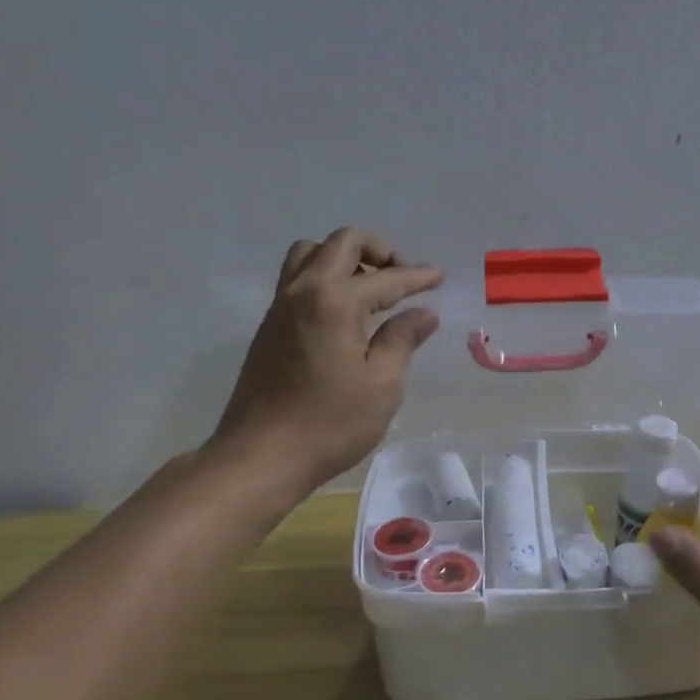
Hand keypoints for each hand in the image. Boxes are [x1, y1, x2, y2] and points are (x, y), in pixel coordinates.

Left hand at [206, 228, 442, 490]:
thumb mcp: (381, 386)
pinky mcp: (269, 326)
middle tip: (403, 277)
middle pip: (342, 243)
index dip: (417, 277)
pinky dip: (325, 277)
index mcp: (334, 301)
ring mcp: (280, 306)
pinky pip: (297, 278)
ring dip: (344, 258)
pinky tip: (344, 311)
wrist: (260, 457)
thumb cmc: (329, 424)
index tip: (439, 277)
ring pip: (311, 253)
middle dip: (379, 250)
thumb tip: (423, 314)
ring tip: (370, 288)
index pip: (385, 277)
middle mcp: (303, 291)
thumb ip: (402, 341)